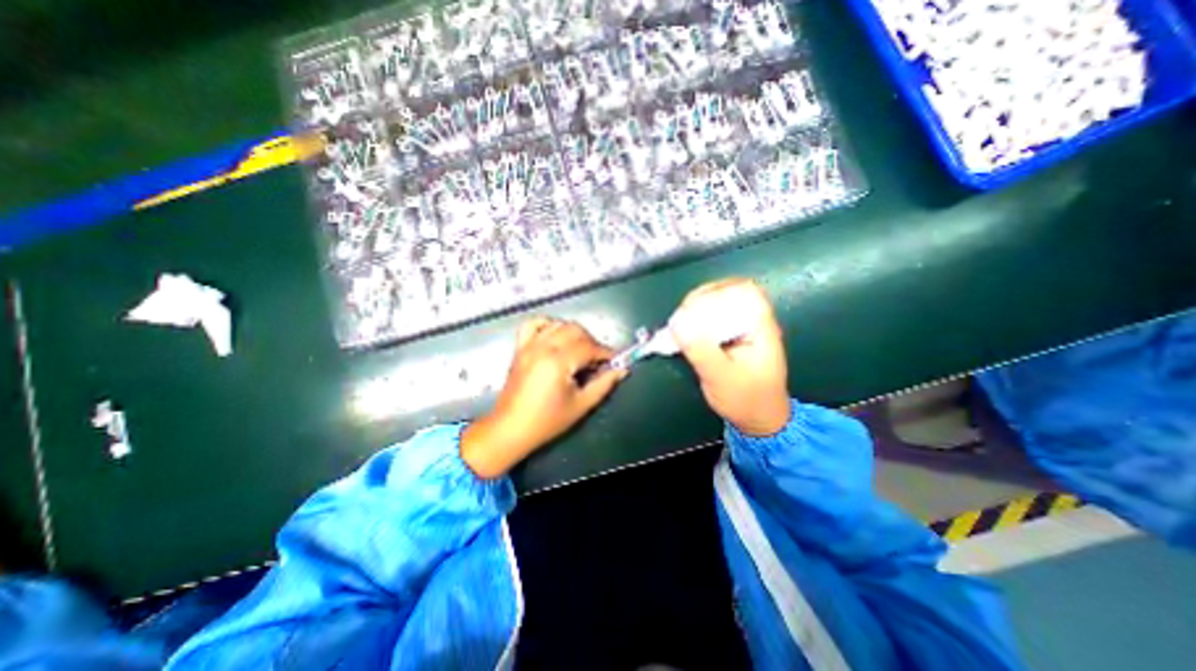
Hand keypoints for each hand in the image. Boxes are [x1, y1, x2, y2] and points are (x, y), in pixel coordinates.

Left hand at [459, 317, 626, 478]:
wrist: (510, 428)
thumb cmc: (546, 421)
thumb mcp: (581, 405)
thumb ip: (603, 384)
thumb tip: (621, 370)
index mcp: (558, 362)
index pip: (589, 347)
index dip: (606, 353)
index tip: (615, 360)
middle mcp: (543, 347)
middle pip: (575, 330)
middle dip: (592, 342)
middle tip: (598, 360)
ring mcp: (529, 345)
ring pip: (558, 324)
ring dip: (574, 333)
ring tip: (580, 350)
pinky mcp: (520, 348)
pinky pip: (533, 324)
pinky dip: (548, 324)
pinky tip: (556, 335)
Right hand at [670, 277, 790, 433]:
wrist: (759, 419)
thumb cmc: (746, 400)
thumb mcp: (721, 378)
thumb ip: (701, 350)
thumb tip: (677, 323)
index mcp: (760, 327)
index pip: (744, 290)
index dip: (717, 292)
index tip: (693, 308)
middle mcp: (753, 321)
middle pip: (728, 292)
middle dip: (701, 300)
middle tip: (681, 318)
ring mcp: (742, 327)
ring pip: (719, 303)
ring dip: (696, 309)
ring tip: (680, 325)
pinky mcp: (731, 335)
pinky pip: (713, 318)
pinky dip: (697, 320)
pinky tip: (685, 332)